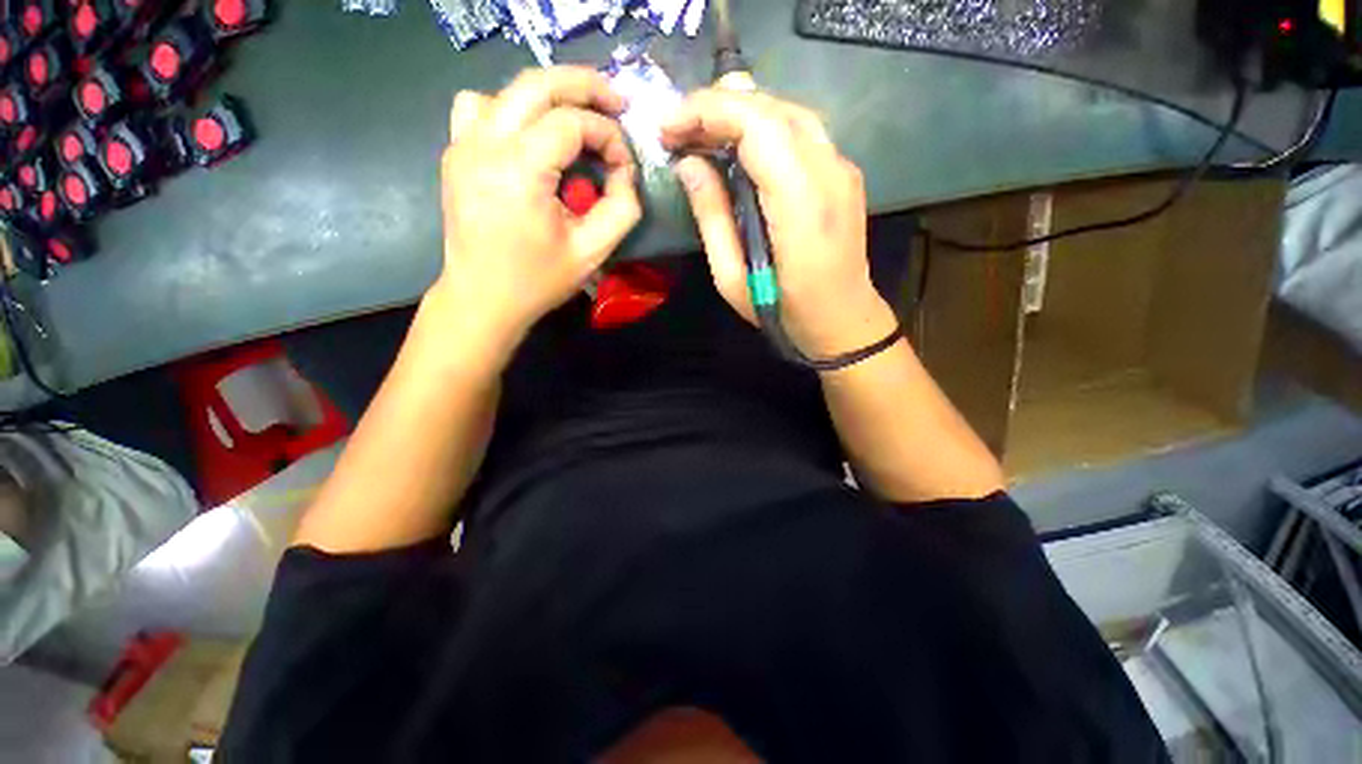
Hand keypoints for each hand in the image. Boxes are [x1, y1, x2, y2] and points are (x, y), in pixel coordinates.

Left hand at [427, 67, 642, 363]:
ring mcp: (463, 145)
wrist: (482, 299)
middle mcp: (485, 144)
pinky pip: (478, 107)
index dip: (608, 135)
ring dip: (548, 96)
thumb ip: (622, 208)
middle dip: (584, 86)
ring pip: (508, 90)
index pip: (572, 122)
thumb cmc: (538, 280)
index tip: (624, 165)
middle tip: (616, 102)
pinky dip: (509, 108)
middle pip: (537, 84)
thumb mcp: (593, 251)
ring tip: (575, 117)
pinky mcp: (455, 154)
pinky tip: (528, 135)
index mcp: (520, 170)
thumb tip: (625, 173)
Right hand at [661, 89, 896, 358]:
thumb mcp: (733, 279)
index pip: (756, 124)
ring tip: (698, 133)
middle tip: (675, 129)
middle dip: (716, 106)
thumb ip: (712, 218)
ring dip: (738, 113)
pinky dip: (761, 128)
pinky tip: (736, 146)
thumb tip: (688, 164)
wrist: (842, 321)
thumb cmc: (784, 312)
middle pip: (772, 108)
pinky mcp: (843, 173)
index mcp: (801, 203)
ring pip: (787, 112)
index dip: (707, 111)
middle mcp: (829, 171)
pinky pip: (799, 132)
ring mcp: (842, 168)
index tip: (666, 127)